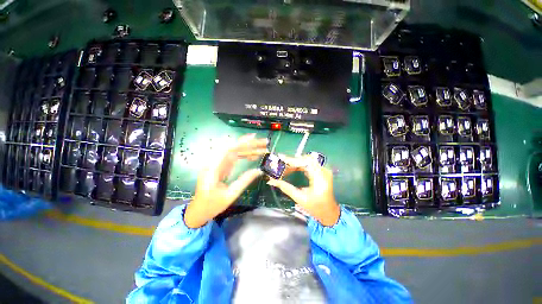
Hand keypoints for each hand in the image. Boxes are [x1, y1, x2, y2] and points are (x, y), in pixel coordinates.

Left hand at [184, 134, 267, 227]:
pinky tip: (253, 157)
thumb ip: (244, 180)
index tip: (254, 137)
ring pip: (235, 152)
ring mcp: (218, 164)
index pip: (228, 149)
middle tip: (265, 143)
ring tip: (263, 150)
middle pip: (233, 148)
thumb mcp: (230, 195)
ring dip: (249, 150)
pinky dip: (245, 156)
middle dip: (250, 144)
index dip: (241, 142)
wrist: (198, 211)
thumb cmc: (212, 205)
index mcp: (213, 168)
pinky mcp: (221, 167)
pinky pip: (234, 158)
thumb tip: (259, 170)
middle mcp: (214, 162)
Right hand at [267, 155, 339, 225]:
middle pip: (306, 159)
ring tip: (285, 169)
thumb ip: (285, 187)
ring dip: (295, 163)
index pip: (306, 162)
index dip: (293, 159)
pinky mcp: (321, 171)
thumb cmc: (316, 208)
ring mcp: (324, 170)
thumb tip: (271, 180)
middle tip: (281, 165)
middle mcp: (324, 171)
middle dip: (293, 161)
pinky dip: (299, 165)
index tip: (281, 158)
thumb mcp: (299, 198)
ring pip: (307, 160)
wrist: (329, 212)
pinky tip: (292, 169)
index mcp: (320, 178)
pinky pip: (309, 164)